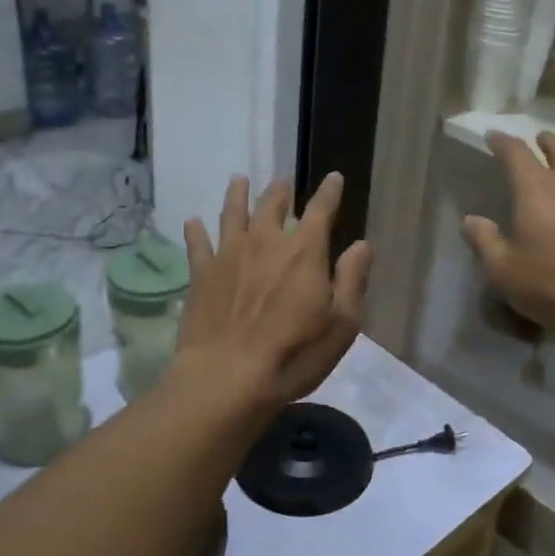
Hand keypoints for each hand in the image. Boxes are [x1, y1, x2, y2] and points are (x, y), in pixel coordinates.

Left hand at [177, 172, 372, 410]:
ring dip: (238, 195)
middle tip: (284, 182)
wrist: (227, 377)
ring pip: (233, 213)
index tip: (334, 177)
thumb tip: (362, 245)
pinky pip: (197, 243)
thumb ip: (352, 280)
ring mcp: (228, 255)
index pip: (321, 210)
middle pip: (272, 204)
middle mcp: (265, 242)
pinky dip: (196, 230)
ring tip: (239, 180)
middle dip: (281, 190)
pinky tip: (193, 222)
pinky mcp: (201, 274)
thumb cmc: (294, 355)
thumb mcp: (341, 325)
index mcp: (304, 252)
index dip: (329, 192)